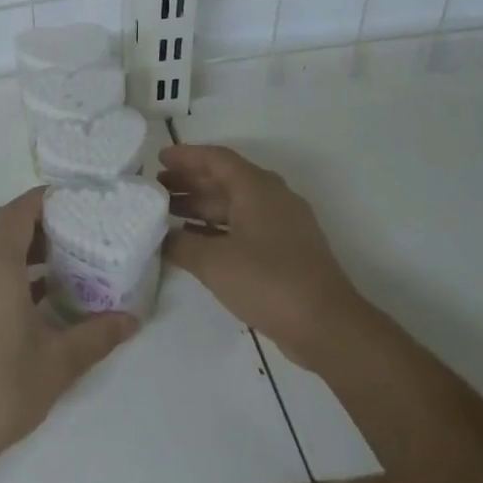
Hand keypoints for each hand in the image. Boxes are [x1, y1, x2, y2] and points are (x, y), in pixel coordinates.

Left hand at [0, 188, 140, 474]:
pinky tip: (20, 297)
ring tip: (44, 265)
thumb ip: (97, 335)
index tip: (71, 202)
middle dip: (19, 217)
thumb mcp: (59, 362)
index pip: (17, 212)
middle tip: (56, 235)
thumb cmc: (1, 390)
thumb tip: (132, 320)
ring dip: (2, 241)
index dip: (42, 200)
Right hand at [160, 144, 361, 370]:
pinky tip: (193, 240)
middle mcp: (272, 198)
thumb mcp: (213, 262)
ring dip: (201, 206)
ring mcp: (282, 225)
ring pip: (234, 205)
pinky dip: (216, 228)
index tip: (159, 159)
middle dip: (190, 182)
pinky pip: (244, 226)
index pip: (217, 159)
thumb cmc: (268, 282)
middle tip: (156, 189)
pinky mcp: (285, 250)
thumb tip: (161, 236)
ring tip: (167, 213)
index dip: (186, 156)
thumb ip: (180, 243)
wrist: (326, 325)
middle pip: (225, 180)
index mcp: (257, 189)